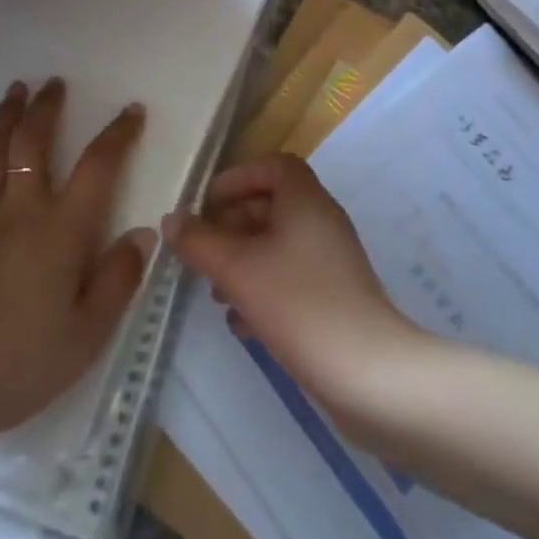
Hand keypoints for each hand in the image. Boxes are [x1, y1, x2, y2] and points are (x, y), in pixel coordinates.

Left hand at [0, 78, 153, 447]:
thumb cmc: (18, 363)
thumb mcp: (87, 334)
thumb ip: (118, 280)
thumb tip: (142, 233)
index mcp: (61, 231)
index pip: (97, 168)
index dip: (117, 134)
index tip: (132, 110)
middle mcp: (20, 213)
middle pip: (32, 145)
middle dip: (46, 109)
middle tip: (54, 83)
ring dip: (3, 119)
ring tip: (14, 91)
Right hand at [166, 153, 423, 409]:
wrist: (366, 372)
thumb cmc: (298, 304)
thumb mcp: (237, 268)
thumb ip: (199, 241)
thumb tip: (171, 220)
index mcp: (305, 201)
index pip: (273, 166)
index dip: (238, 178)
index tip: (207, 204)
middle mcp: (321, 222)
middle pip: (271, 206)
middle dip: (231, 226)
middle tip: (202, 252)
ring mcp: (330, 261)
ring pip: (277, 246)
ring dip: (242, 261)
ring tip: (216, 293)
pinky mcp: (333, 296)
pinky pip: (290, 277)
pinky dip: (262, 289)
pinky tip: (242, 323)